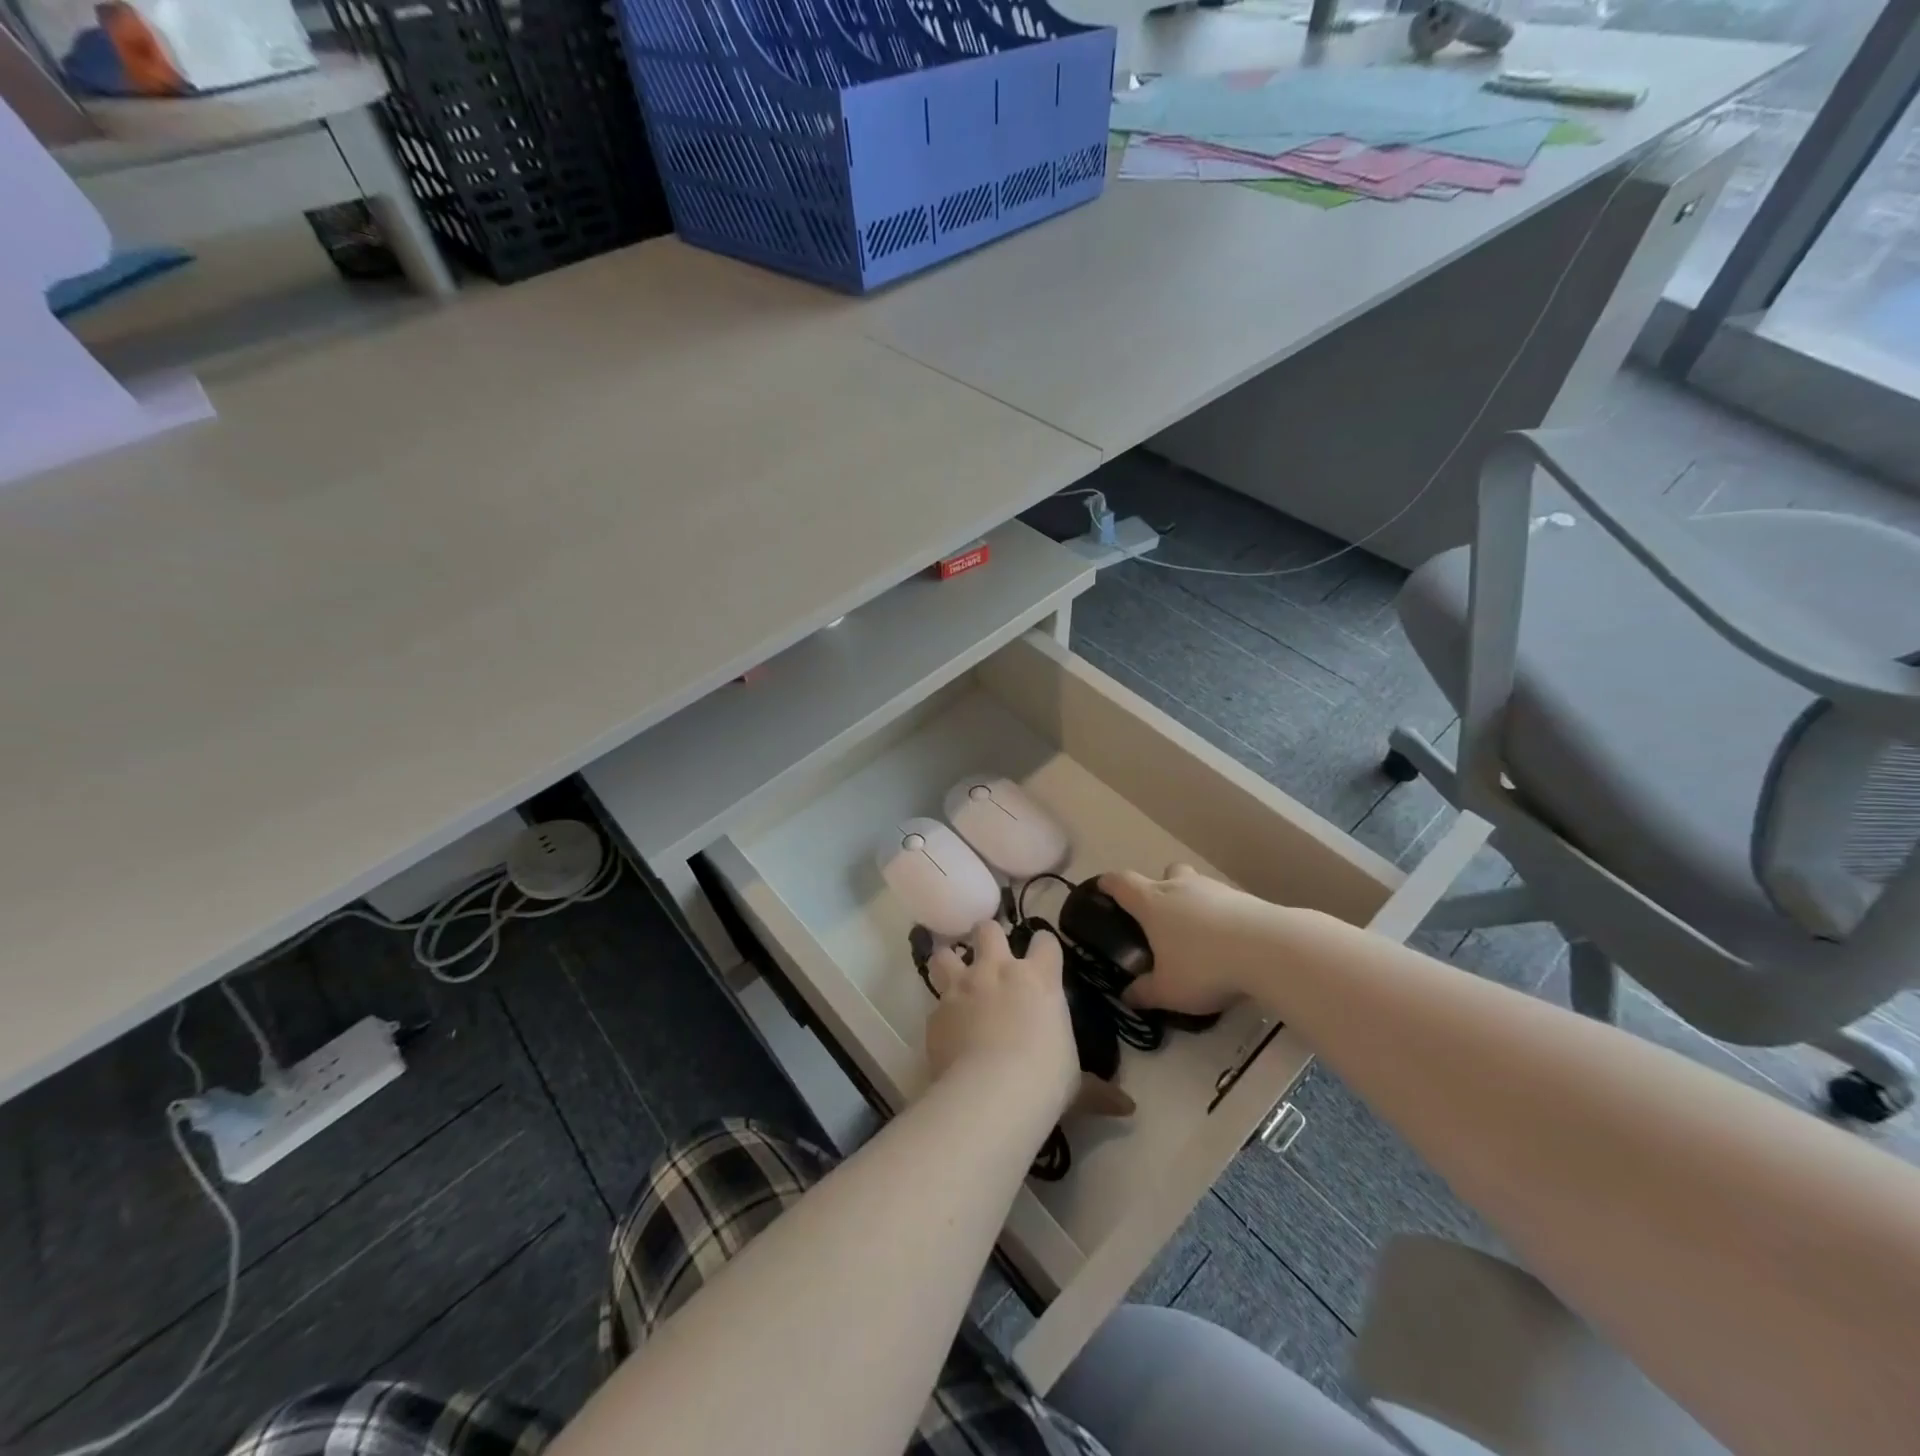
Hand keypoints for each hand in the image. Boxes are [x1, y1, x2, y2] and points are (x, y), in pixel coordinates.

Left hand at [926, 923, 1133, 1120]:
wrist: (993, 1092)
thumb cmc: (1045, 1079)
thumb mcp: (1075, 1084)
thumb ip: (1098, 1090)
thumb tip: (1128, 1109)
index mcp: (1038, 978)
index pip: (1044, 940)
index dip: (1043, 946)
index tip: (1042, 956)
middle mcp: (998, 970)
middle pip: (988, 929)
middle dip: (987, 938)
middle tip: (990, 956)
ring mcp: (963, 986)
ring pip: (946, 953)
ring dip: (949, 961)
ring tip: (953, 975)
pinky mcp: (936, 1010)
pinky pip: (935, 1001)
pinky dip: (940, 1010)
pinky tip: (945, 1027)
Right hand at [1101, 863, 1274, 1017]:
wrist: (1269, 949)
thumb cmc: (1204, 965)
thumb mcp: (1168, 990)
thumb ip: (1144, 993)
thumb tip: (1126, 997)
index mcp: (1152, 902)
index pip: (1121, 882)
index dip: (1108, 884)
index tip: (1102, 889)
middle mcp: (1180, 886)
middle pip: (1164, 872)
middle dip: (1159, 888)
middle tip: (1160, 917)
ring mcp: (1215, 889)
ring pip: (1196, 885)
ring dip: (1192, 901)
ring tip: (1197, 934)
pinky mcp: (1245, 898)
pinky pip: (1223, 901)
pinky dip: (1220, 915)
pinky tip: (1227, 942)